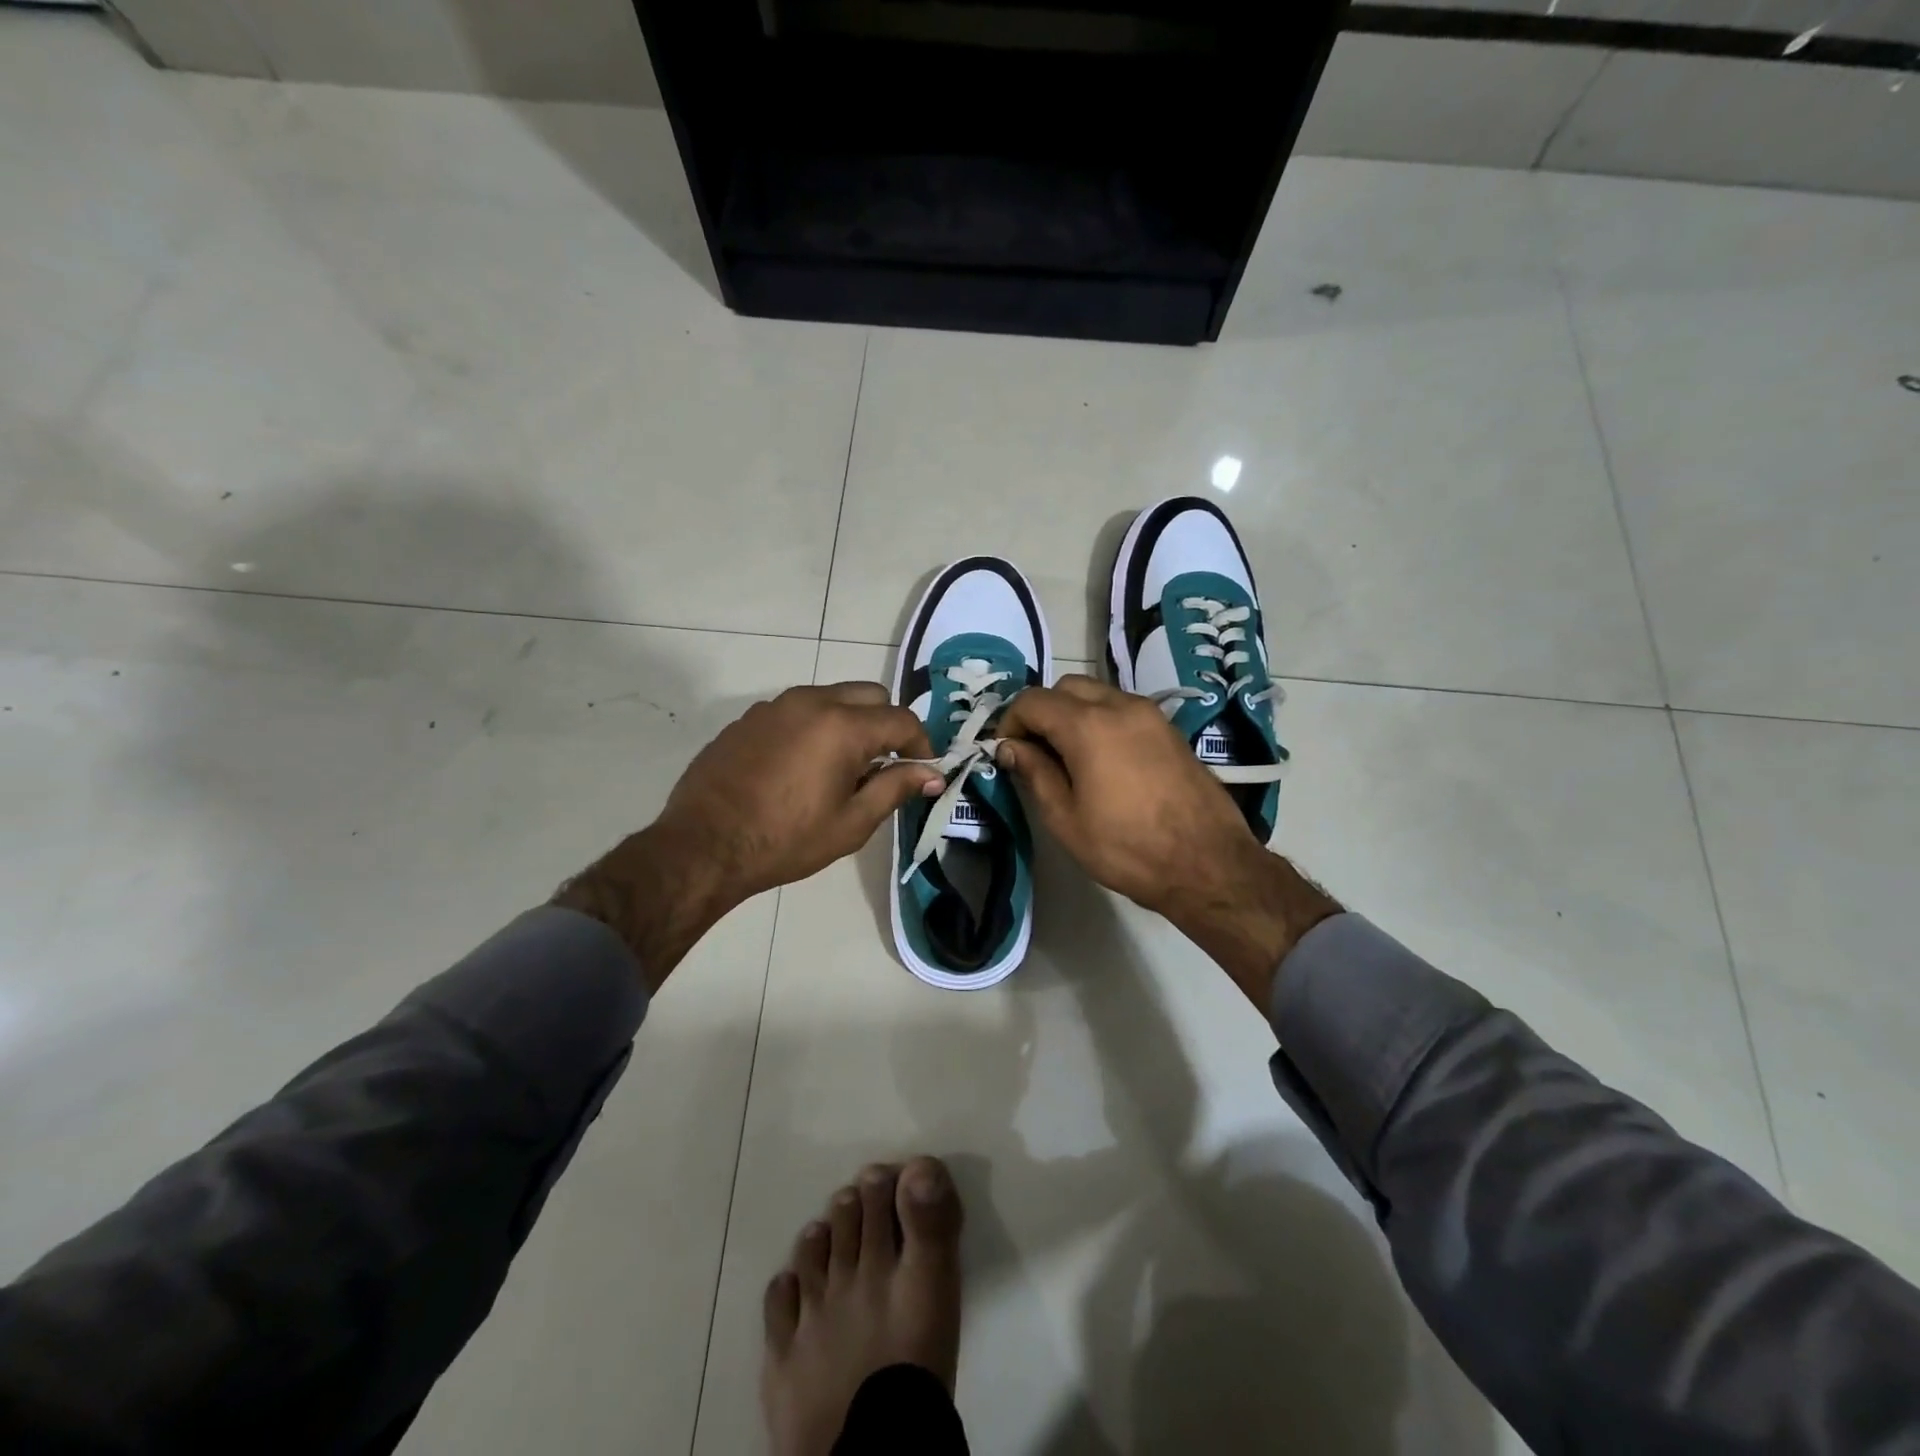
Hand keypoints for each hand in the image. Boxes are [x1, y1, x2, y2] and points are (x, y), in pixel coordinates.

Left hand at [556, 683, 940, 987]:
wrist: (703, 846)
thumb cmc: (786, 840)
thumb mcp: (851, 822)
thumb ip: (896, 789)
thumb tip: (932, 774)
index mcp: (843, 726)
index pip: (902, 719)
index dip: (921, 744)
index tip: (922, 771)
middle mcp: (811, 702)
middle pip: (869, 695)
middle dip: (886, 724)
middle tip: (882, 766)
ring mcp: (775, 706)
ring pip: (831, 698)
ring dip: (849, 723)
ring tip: (840, 768)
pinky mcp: (749, 718)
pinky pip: (796, 711)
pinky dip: (813, 728)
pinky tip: (800, 768)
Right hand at [996, 676, 1337, 1010]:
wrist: (1208, 863)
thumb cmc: (1128, 848)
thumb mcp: (1067, 820)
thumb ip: (1035, 773)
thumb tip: (1011, 747)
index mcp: (1088, 725)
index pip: (1032, 700)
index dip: (1011, 723)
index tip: (1007, 754)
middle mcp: (1119, 705)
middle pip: (1065, 687)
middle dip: (1042, 712)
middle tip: (1035, 753)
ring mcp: (1150, 713)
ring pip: (1096, 693)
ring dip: (1072, 714)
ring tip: (1067, 758)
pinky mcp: (1168, 728)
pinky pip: (1122, 708)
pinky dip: (1100, 719)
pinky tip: (1101, 760)